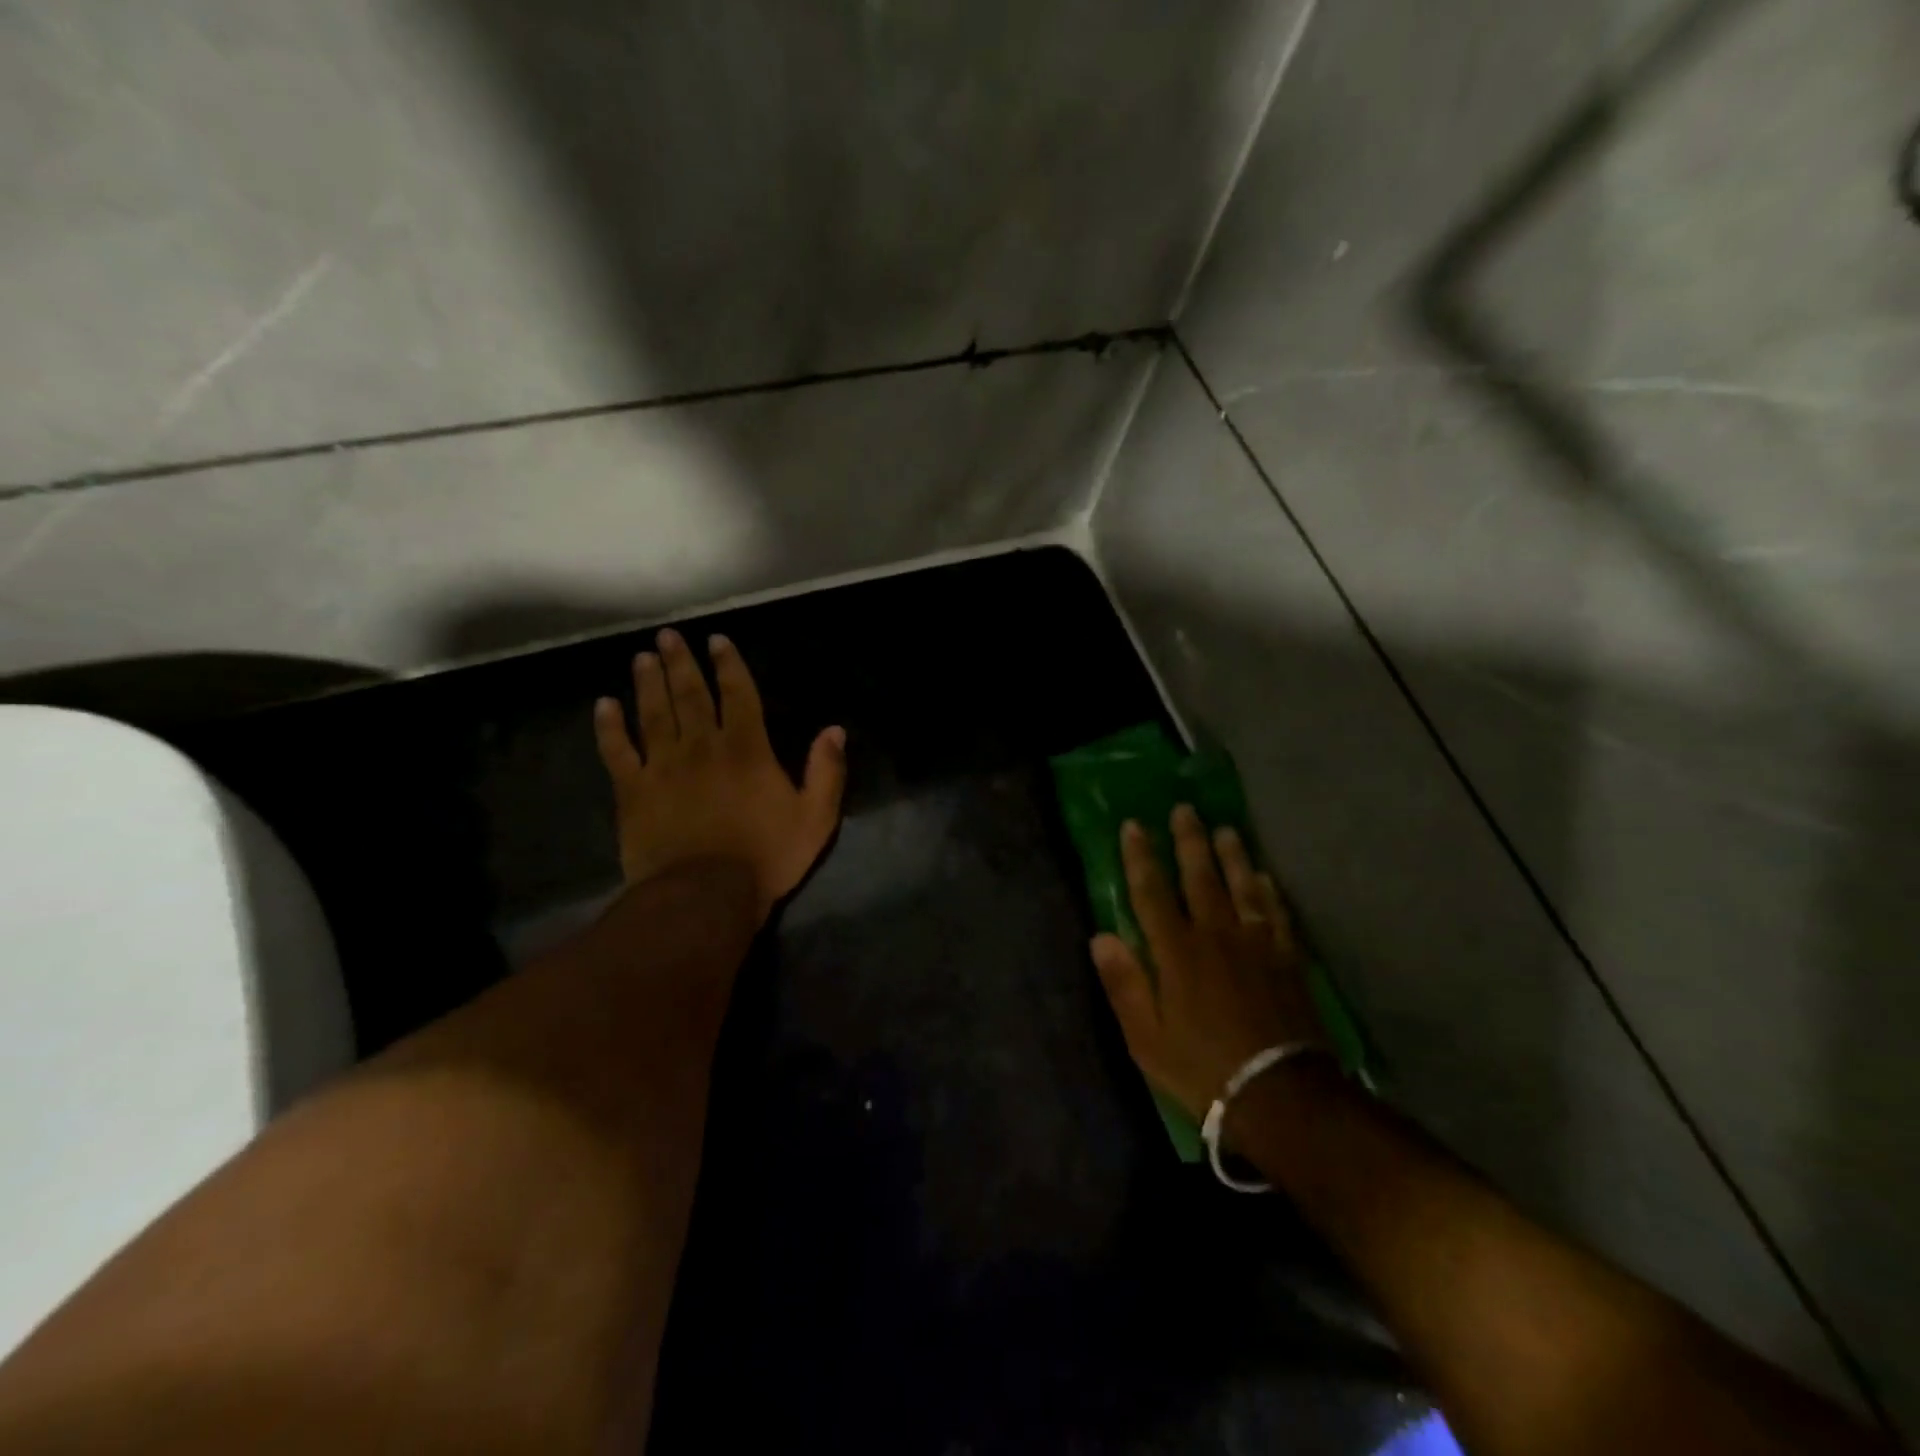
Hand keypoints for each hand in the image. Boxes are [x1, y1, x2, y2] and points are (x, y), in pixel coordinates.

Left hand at [592, 628, 846, 921]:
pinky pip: (617, 751)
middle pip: (689, 694)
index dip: (728, 665)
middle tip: (668, 636)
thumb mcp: (815, 817)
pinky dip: (609, 727)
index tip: (717, 640)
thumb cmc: (765, 857)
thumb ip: (827, 771)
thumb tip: (835, 730)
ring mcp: (662, 767)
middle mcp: (702, 746)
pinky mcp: (632, 791)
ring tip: (642, 657)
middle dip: (680, 662)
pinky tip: (604, 705)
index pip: (737, 694)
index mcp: (746, 749)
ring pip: (653, 714)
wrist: (704, 895)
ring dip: (647, 683)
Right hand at [1090, 805, 1327, 1119]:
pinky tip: (1265, 877)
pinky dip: (1269, 892)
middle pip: (1199, 878)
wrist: (1281, 1096)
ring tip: (1225, 829)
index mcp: (1176, 952)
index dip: (1140, 857)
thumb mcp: (1146, 1037)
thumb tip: (1101, 936)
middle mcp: (1216, 935)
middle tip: (1184, 810)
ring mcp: (1256, 945)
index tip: (1134, 825)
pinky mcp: (1287, 960)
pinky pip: (1277, 914)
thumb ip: (1124, 983)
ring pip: (1241, 887)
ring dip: (1231, 856)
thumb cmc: (1202, 1068)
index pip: (1152, 892)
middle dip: (1188, 841)